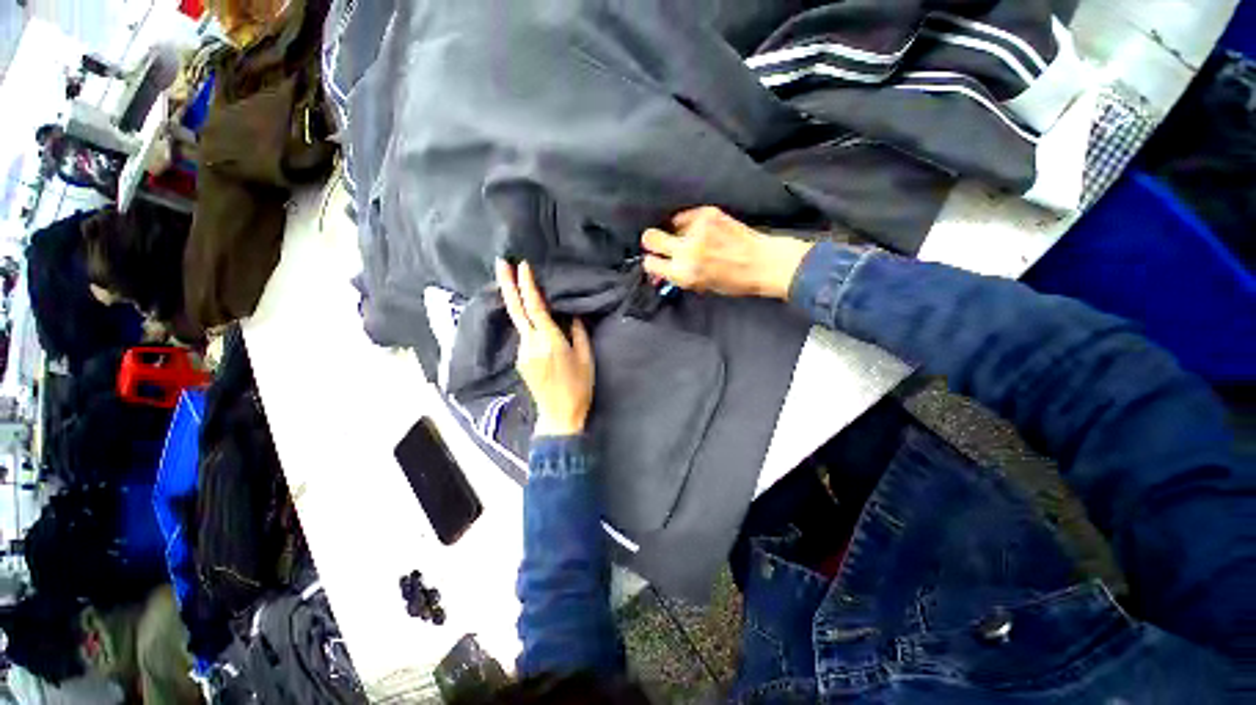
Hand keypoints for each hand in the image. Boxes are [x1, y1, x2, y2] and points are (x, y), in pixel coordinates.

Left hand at [496, 259, 594, 436]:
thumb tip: (571, 315)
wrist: (560, 415)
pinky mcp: (520, 361)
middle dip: (507, 284)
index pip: (535, 307)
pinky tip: (536, 323)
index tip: (522, 265)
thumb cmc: (579, 386)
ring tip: (521, 287)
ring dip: (518, 304)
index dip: (527, 285)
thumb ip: (578, 332)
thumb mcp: (586, 358)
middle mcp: (530, 344)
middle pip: (515, 310)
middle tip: (500, 262)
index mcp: (549, 341)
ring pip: (519, 323)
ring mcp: (522, 353)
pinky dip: (527, 323)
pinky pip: (523, 336)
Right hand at [641, 206, 812, 299]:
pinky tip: (701, 229)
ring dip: (675, 232)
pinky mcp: (708, 213)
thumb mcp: (700, 286)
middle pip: (650, 238)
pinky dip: (688, 222)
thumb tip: (657, 271)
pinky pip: (686, 216)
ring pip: (669, 224)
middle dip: (652, 242)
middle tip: (660, 244)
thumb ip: (677, 277)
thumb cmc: (733, 281)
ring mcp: (697, 230)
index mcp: (684, 273)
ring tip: (691, 238)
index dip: (651, 262)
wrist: (763, 262)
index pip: (650, 263)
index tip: (656, 260)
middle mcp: (686, 251)